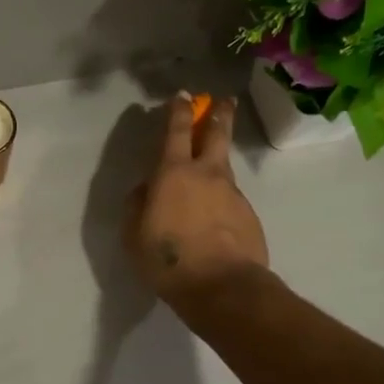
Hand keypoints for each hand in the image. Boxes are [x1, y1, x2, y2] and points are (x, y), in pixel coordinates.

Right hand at [124, 92, 268, 308]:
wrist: (223, 288)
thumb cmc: (169, 259)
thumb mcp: (134, 234)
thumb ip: (137, 205)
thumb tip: (145, 190)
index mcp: (174, 173)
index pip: (177, 131)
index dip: (179, 111)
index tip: (183, 96)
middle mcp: (207, 175)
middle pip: (217, 135)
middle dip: (219, 115)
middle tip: (224, 102)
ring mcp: (233, 194)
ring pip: (225, 169)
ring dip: (218, 163)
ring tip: (210, 174)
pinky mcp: (249, 216)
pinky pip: (231, 201)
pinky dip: (222, 202)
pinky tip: (215, 222)